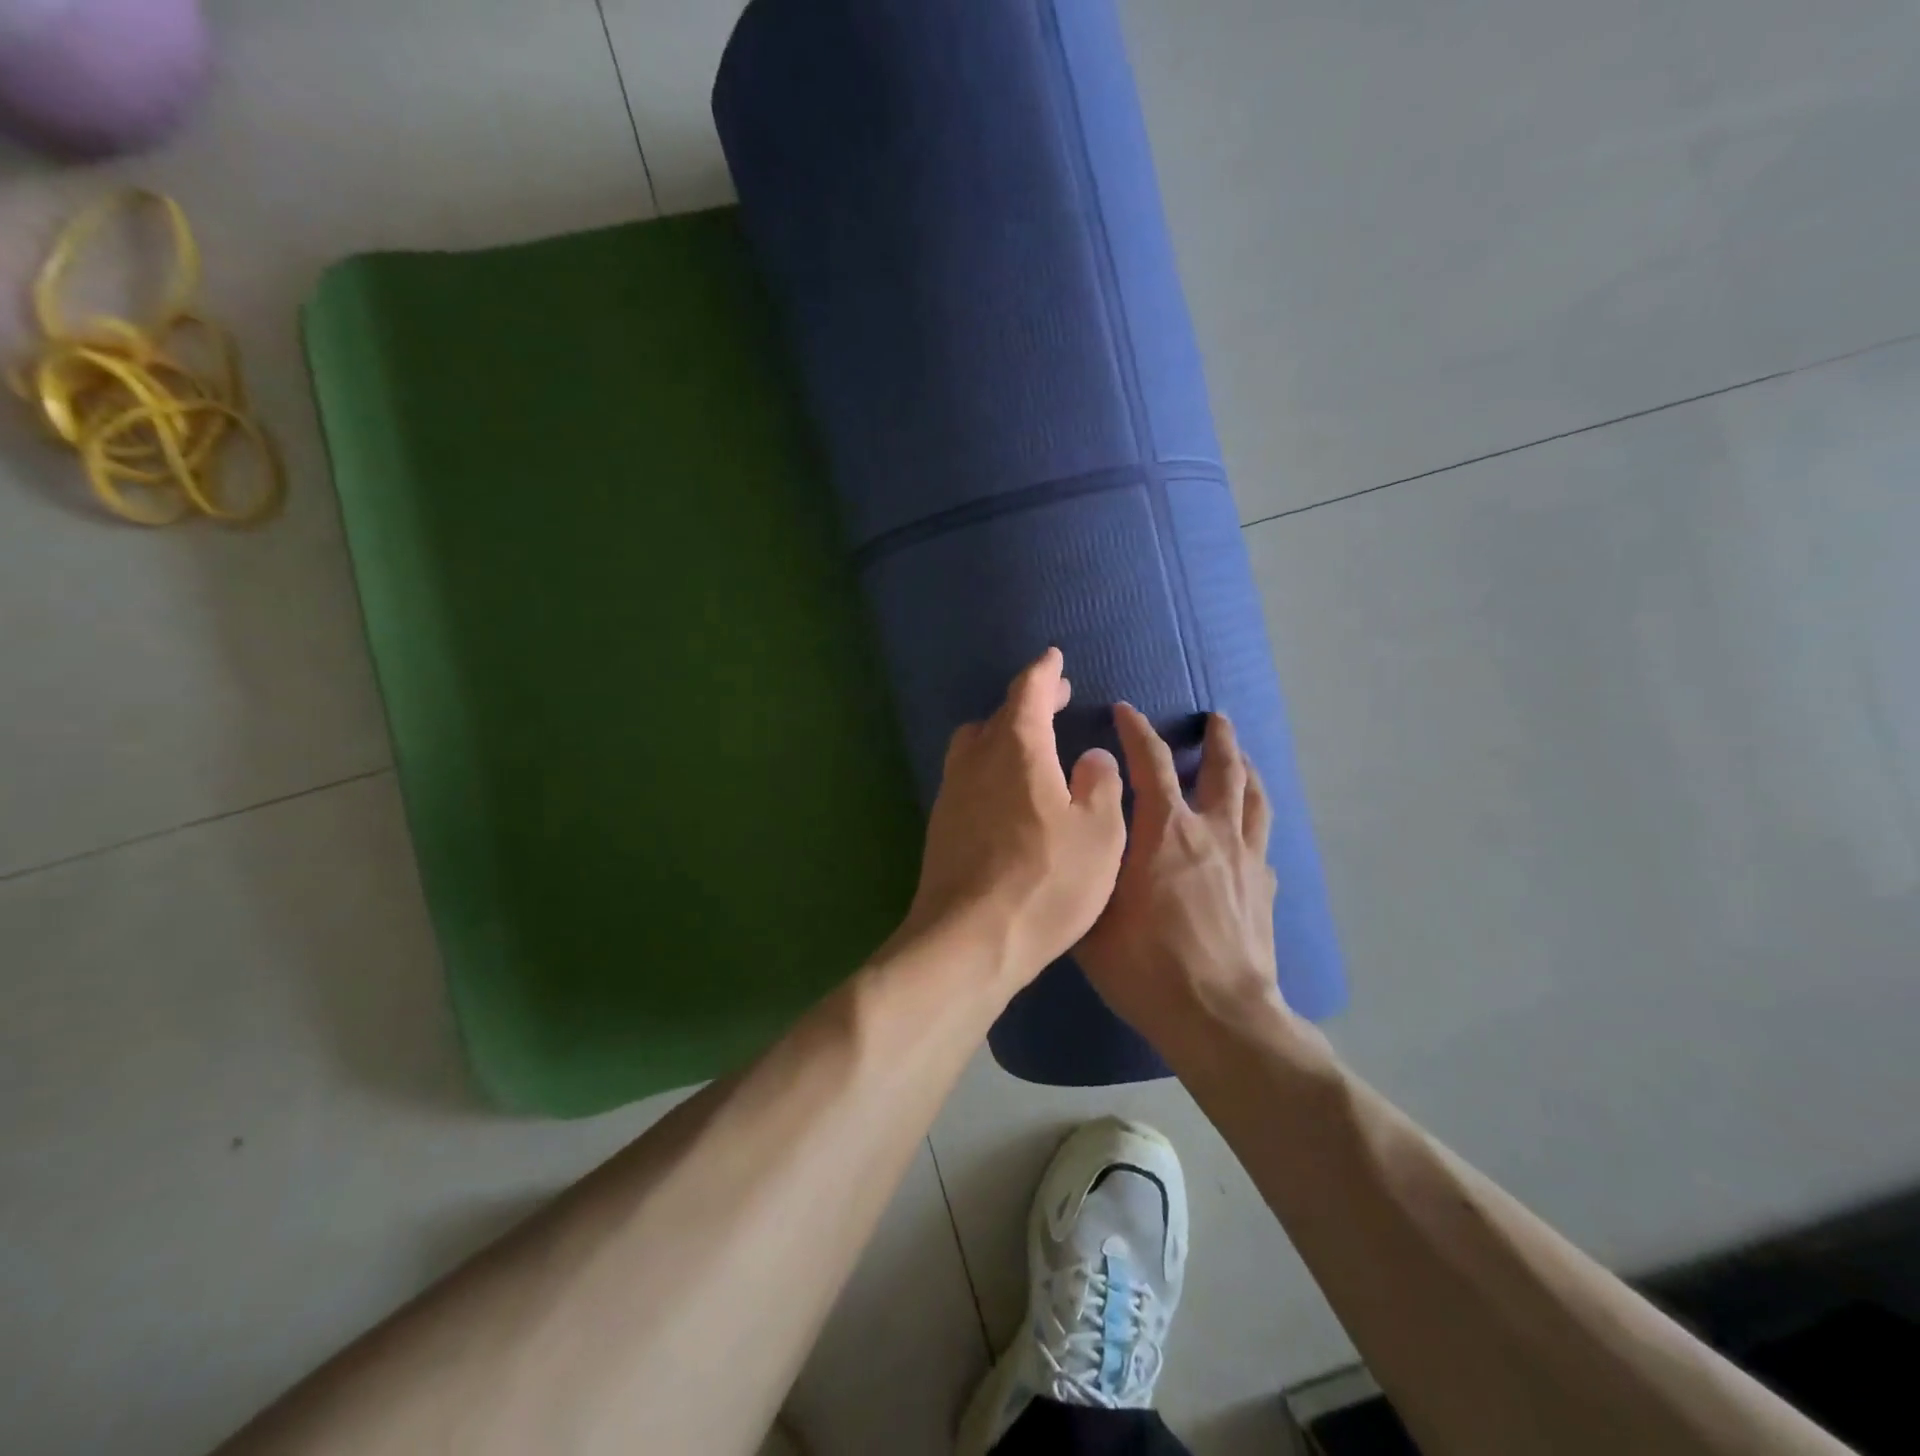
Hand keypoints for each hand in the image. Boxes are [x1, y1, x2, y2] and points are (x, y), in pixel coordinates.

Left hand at [899, 648, 1125, 987]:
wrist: (969, 941)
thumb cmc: (1046, 882)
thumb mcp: (1098, 833)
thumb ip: (1100, 785)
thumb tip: (1091, 758)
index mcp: (1016, 748)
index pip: (1028, 691)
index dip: (1044, 672)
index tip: (1054, 658)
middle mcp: (976, 761)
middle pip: (998, 715)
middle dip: (1028, 703)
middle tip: (1054, 701)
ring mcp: (952, 794)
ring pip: (975, 746)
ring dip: (1003, 736)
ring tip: (1032, 749)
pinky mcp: (941, 827)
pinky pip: (967, 779)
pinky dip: (990, 771)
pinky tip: (1009, 798)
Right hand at [1078, 705, 1291, 1044]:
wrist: (1219, 1015)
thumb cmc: (1146, 965)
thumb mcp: (1092, 916)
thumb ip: (1086, 869)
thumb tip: (1077, 835)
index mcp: (1165, 831)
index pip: (1151, 762)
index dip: (1136, 731)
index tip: (1125, 711)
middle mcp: (1211, 832)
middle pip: (1223, 769)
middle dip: (1217, 738)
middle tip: (1214, 718)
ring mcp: (1246, 860)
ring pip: (1254, 798)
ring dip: (1247, 769)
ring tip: (1242, 756)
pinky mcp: (1265, 889)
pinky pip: (1262, 841)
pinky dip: (1252, 824)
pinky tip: (1247, 833)